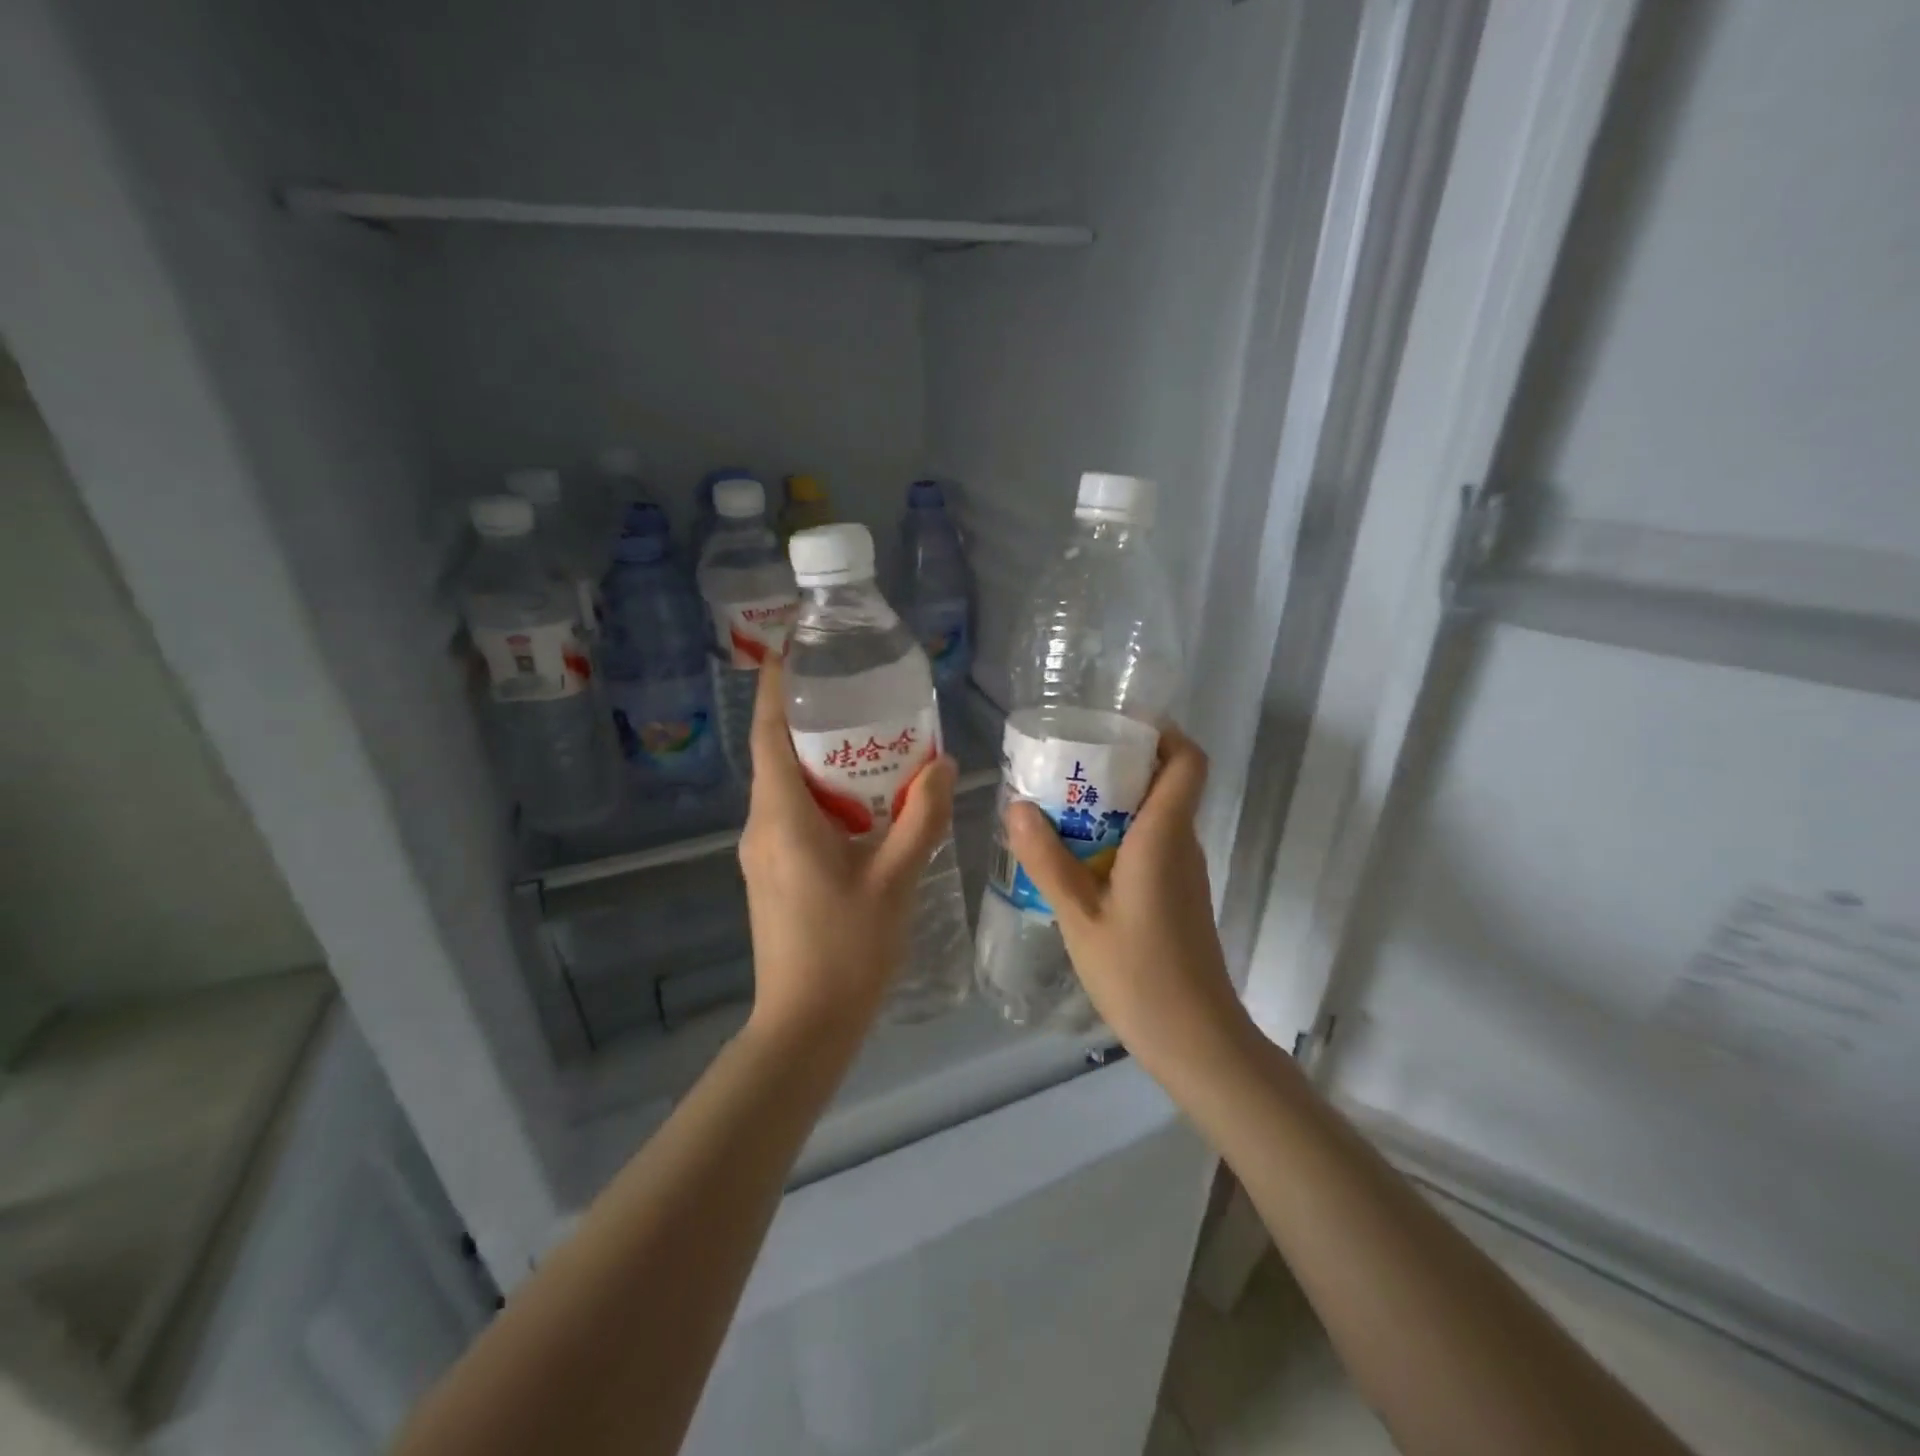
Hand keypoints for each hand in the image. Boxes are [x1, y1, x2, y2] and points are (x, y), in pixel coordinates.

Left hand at [738, 661, 957, 1043]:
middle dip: (808, 719)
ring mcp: (761, 853)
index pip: (768, 735)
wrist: (806, 1024)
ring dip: (818, 760)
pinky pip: (791, 815)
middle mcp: (761, 827)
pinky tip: (862, 803)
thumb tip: (942, 764)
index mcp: (782, 818)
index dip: (774, 690)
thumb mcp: (895, 879)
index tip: (789, 651)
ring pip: (785, 787)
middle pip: (776, 755)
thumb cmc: (848, 948)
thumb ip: (922, 818)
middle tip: (855, 691)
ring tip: (867, 740)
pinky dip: (821, 795)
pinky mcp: (771, 874)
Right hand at [1004, 726, 1249, 1072]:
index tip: (1119, 725)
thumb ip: (1048, 860)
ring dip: (1117, 802)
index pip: (1188, 762)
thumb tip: (1018, 805)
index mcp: (1164, 837)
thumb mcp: (1079, 917)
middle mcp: (1182, 844)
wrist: (1195, 1040)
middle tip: (1067, 764)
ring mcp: (1184, 872)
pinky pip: (1153, 845)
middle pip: (1166, 782)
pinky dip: (1120, 835)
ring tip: (1061, 806)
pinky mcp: (1178, 895)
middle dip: (1122, 764)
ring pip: (1157, 815)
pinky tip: (1078, 857)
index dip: (1164, 733)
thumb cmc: (1139, 974)